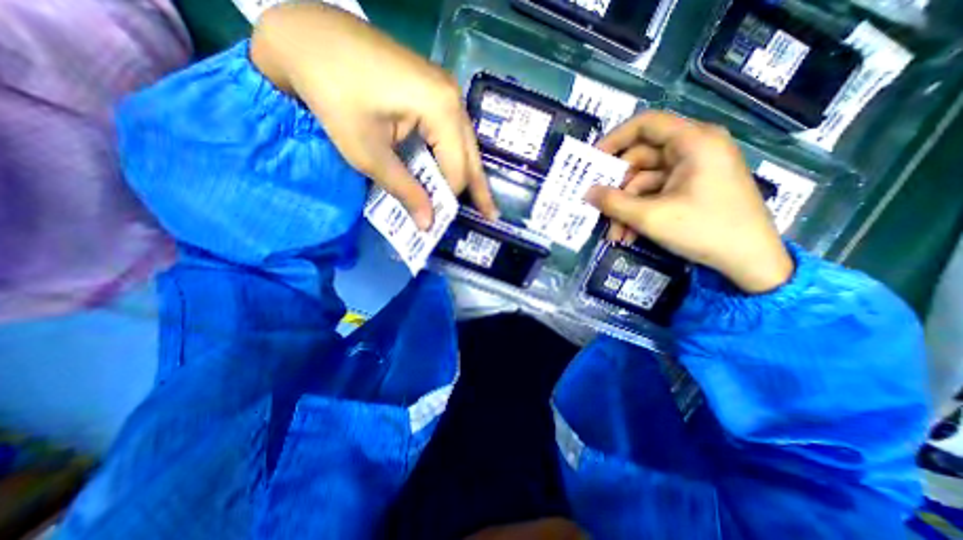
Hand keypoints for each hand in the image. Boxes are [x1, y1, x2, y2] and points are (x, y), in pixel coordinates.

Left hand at [248, 2, 496, 227]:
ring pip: (466, 145)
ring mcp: (447, 92)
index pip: (456, 169)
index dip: (447, 199)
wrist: (308, 37)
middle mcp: (454, 99)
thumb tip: (427, 225)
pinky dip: (454, 158)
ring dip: (470, 175)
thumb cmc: (334, 96)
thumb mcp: (368, 154)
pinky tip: (457, 173)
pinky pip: (453, 133)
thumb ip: (405, 190)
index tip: (437, 222)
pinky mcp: (436, 91)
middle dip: (478, 189)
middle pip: (471, 157)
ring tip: (481, 202)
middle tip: (490, 216)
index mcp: (442, 110)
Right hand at [591, 110, 794, 292]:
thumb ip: (613, 203)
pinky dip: (639, 212)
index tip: (592, 161)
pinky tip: (628, 234)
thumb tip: (586, 193)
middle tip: (597, 206)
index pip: (646, 124)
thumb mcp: (651, 217)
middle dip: (617, 188)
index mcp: (693, 142)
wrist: (750, 261)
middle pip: (641, 158)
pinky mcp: (691, 189)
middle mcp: (693, 149)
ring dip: (626, 207)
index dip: (614, 139)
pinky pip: (656, 194)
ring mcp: (692, 171)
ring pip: (644, 181)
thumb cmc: (704, 230)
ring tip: (615, 234)